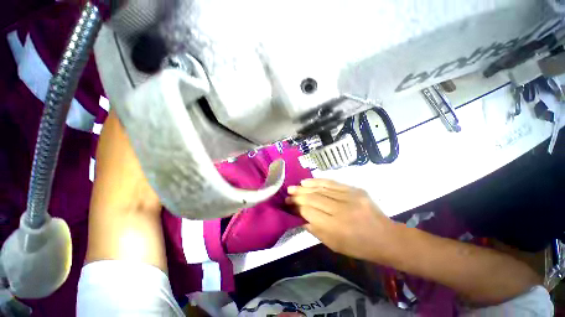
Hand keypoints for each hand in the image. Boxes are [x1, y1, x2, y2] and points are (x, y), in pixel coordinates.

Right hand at [287, 179, 394, 260]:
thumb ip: (314, 229)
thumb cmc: (358, 246)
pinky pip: (332, 183)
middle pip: (313, 198)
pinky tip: (307, 181)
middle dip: (297, 196)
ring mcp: (349, 197)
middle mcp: (341, 210)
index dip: (296, 207)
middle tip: (287, 194)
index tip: (287, 204)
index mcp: (335, 227)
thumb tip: (300, 216)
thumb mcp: (333, 244)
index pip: (309, 212)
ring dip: (305, 187)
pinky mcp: (354, 189)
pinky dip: (317, 181)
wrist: (385, 237)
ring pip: (320, 189)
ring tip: (294, 187)